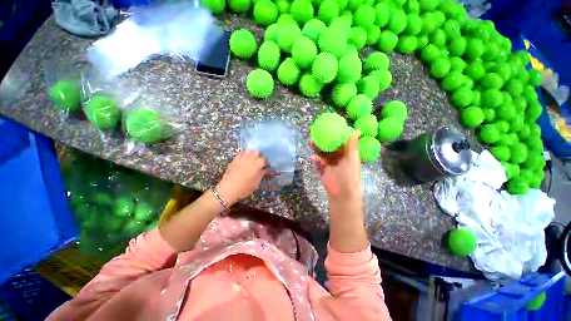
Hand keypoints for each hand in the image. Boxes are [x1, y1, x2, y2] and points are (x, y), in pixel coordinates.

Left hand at [216, 150, 267, 205]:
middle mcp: (250, 159)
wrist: (228, 189)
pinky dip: (244, 154)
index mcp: (257, 164)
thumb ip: (262, 174)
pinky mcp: (235, 159)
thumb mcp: (256, 183)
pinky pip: (241, 153)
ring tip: (252, 159)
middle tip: (259, 162)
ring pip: (249, 150)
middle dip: (259, 155)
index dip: (266, 162)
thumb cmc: (244, 188)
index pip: (264, 159)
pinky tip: (245, 159)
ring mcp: (241, 158)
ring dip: (252, 153)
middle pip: (257, 151)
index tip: (266, 166)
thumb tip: (265, 170)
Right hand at [311, 131, 361, 201]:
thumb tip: (356, 130)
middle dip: (323, 141)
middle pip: (329, 147)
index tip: (329, 126)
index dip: (335, 134)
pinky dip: (316, 160)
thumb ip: (352, 145)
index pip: (340, 142)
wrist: (342, 193)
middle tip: (316, 134)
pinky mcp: (323, 170)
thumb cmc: (350, 175)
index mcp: (346, 154)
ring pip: (322, 154)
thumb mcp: (352, 158)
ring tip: (311, 143)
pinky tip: (313, 157)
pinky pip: (318, 163)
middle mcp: (337, 158)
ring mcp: (329, 164)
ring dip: (317, 149)